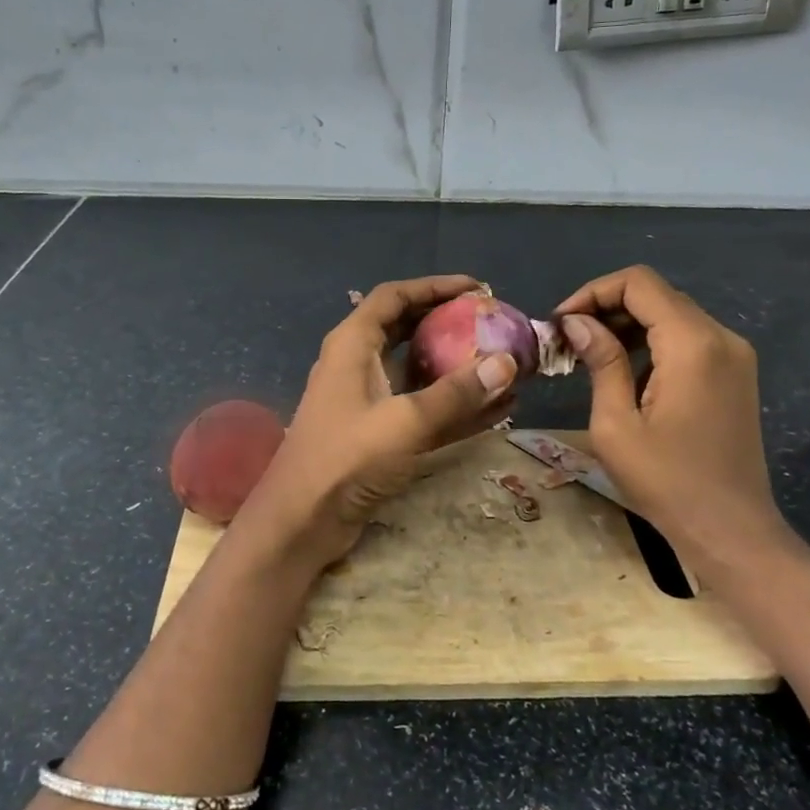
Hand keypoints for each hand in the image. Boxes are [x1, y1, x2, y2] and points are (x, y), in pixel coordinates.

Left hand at [237, 275, 517, 570]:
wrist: (301, 522)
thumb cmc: (344, 459)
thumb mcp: (404, 422)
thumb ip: (456, 394)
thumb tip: (507, 362)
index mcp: (353, 345)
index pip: (394, 297)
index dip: (434, 287)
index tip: (477, 288)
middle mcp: (359, 364)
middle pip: (407, 328)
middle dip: (449, 323)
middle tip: (492, 323)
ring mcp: (369, 401)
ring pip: (419, 371)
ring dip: (458, 367)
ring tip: (503, 363)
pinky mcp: (380, 434)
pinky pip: (424, 409)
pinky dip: (456, 406)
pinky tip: (497, 408)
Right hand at [556, 265, 784, 550]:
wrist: (732, 530)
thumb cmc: (667, 482)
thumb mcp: (617, 424)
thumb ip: (601, 362)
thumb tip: (577, 322)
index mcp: (692, 343)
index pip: (639, 283)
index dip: (594, 292)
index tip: (562, 322)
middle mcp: (721, 336)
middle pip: (657, 294)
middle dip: (607, 306)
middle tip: (570, 338)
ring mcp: (734, 354)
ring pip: (672, 314)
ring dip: (628, 323)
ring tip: (590, 353)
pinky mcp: (736, 373)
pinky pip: (688, 337)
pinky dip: (653, 341)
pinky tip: (626, 369)